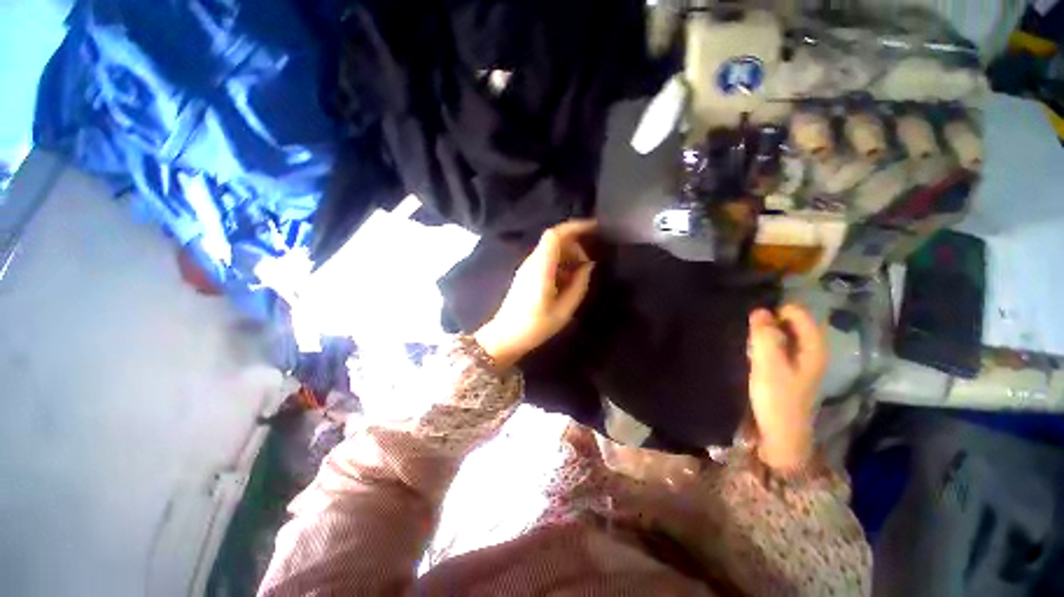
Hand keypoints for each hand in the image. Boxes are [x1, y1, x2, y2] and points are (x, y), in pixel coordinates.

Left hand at [474, 220, 596, 368]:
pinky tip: (568, 279)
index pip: (555, 234)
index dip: (575, 227)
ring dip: (568, 254)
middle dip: (575, 244)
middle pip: (554, 240)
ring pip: (550, 249)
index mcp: (541, 268)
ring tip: (582, 271)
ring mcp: (527, 268)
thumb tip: (588, 267)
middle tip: (590, 262)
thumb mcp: (564, 310)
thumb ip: (579, 285)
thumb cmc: (534, 326)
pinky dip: (560, 263)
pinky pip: (546, 260)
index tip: (594, 229)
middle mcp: (532, 262)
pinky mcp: (526, 275)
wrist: (505, 337)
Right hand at [747, 305, 827, 471]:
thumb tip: (759, 310)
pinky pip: (776, 347)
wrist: (780, 435)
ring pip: (782, 335)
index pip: (797, 313)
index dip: (775, 310)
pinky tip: (751, 351)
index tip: (752, 317)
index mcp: (812, 347)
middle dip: (769, 320)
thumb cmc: (776, 398)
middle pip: (791, 322)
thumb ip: (764, 335)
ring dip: (765, 332)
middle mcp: (809, 350)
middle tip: (748, 329)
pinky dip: (764, 343)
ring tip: (746, 337)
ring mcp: (799, 361)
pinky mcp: (787, 371)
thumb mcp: (768, 364)